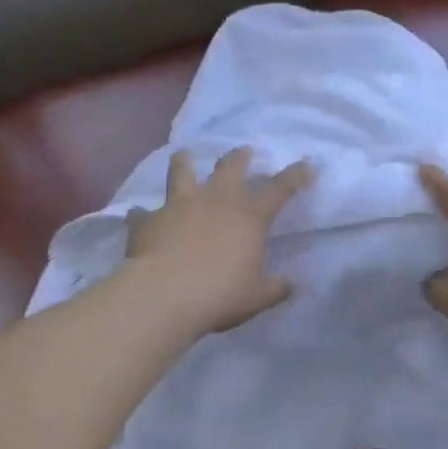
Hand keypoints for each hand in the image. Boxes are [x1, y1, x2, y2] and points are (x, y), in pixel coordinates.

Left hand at [124, 146, 312, 337]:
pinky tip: (140, 216)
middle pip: (230, 167)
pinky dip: (143, 214)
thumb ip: (275, 288)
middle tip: (244, 151)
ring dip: (184, 162)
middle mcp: (215, 200)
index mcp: (248, 216)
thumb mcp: (256, 297)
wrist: (164, 295)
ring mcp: (178, 205)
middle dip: (239, 156)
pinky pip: (143, 212)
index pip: (279, 189)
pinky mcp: (148, 220)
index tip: (307, 164)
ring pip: (182, 172)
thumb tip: (291, 285)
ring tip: (184, 154)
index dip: (295, 176)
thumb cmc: (219, 295)